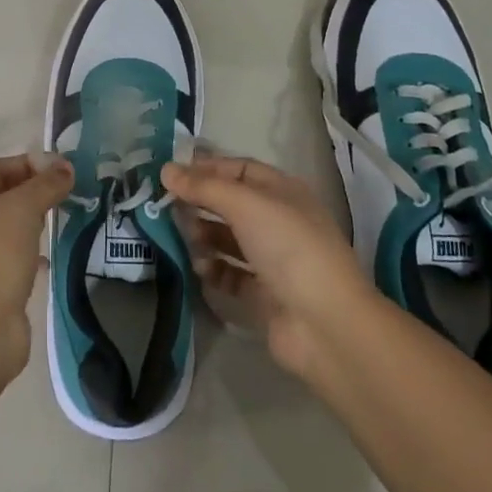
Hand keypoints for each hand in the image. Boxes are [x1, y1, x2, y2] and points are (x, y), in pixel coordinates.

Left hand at [0, 154, 72, 376]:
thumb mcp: (21, 208)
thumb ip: (45, 185)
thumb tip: (65, 168)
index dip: (28, 163)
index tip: (62, 169)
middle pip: (3, 196)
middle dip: (35, 191)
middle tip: (69, 192)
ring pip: (10, 229)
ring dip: (36, 221)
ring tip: (67, 218)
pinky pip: (16, 258)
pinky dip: (35, 253)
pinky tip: (54, 255)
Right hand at [162, 156, 373, 377]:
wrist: (325, 323)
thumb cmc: (288, 247)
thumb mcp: (245, 205)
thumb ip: (204, 187)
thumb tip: (166, 169)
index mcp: (283, 192)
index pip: (239, 169)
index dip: (207, 168)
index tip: (172, 174)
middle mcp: (278, 221)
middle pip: (231, 204)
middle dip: (201, 203)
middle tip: (166, 207)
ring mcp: (272, 259)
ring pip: (228, 239)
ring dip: (204, 236)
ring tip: (184, 239)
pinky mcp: (264, 294)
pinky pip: (230, 274)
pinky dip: (213, 270)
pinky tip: (200, 270)